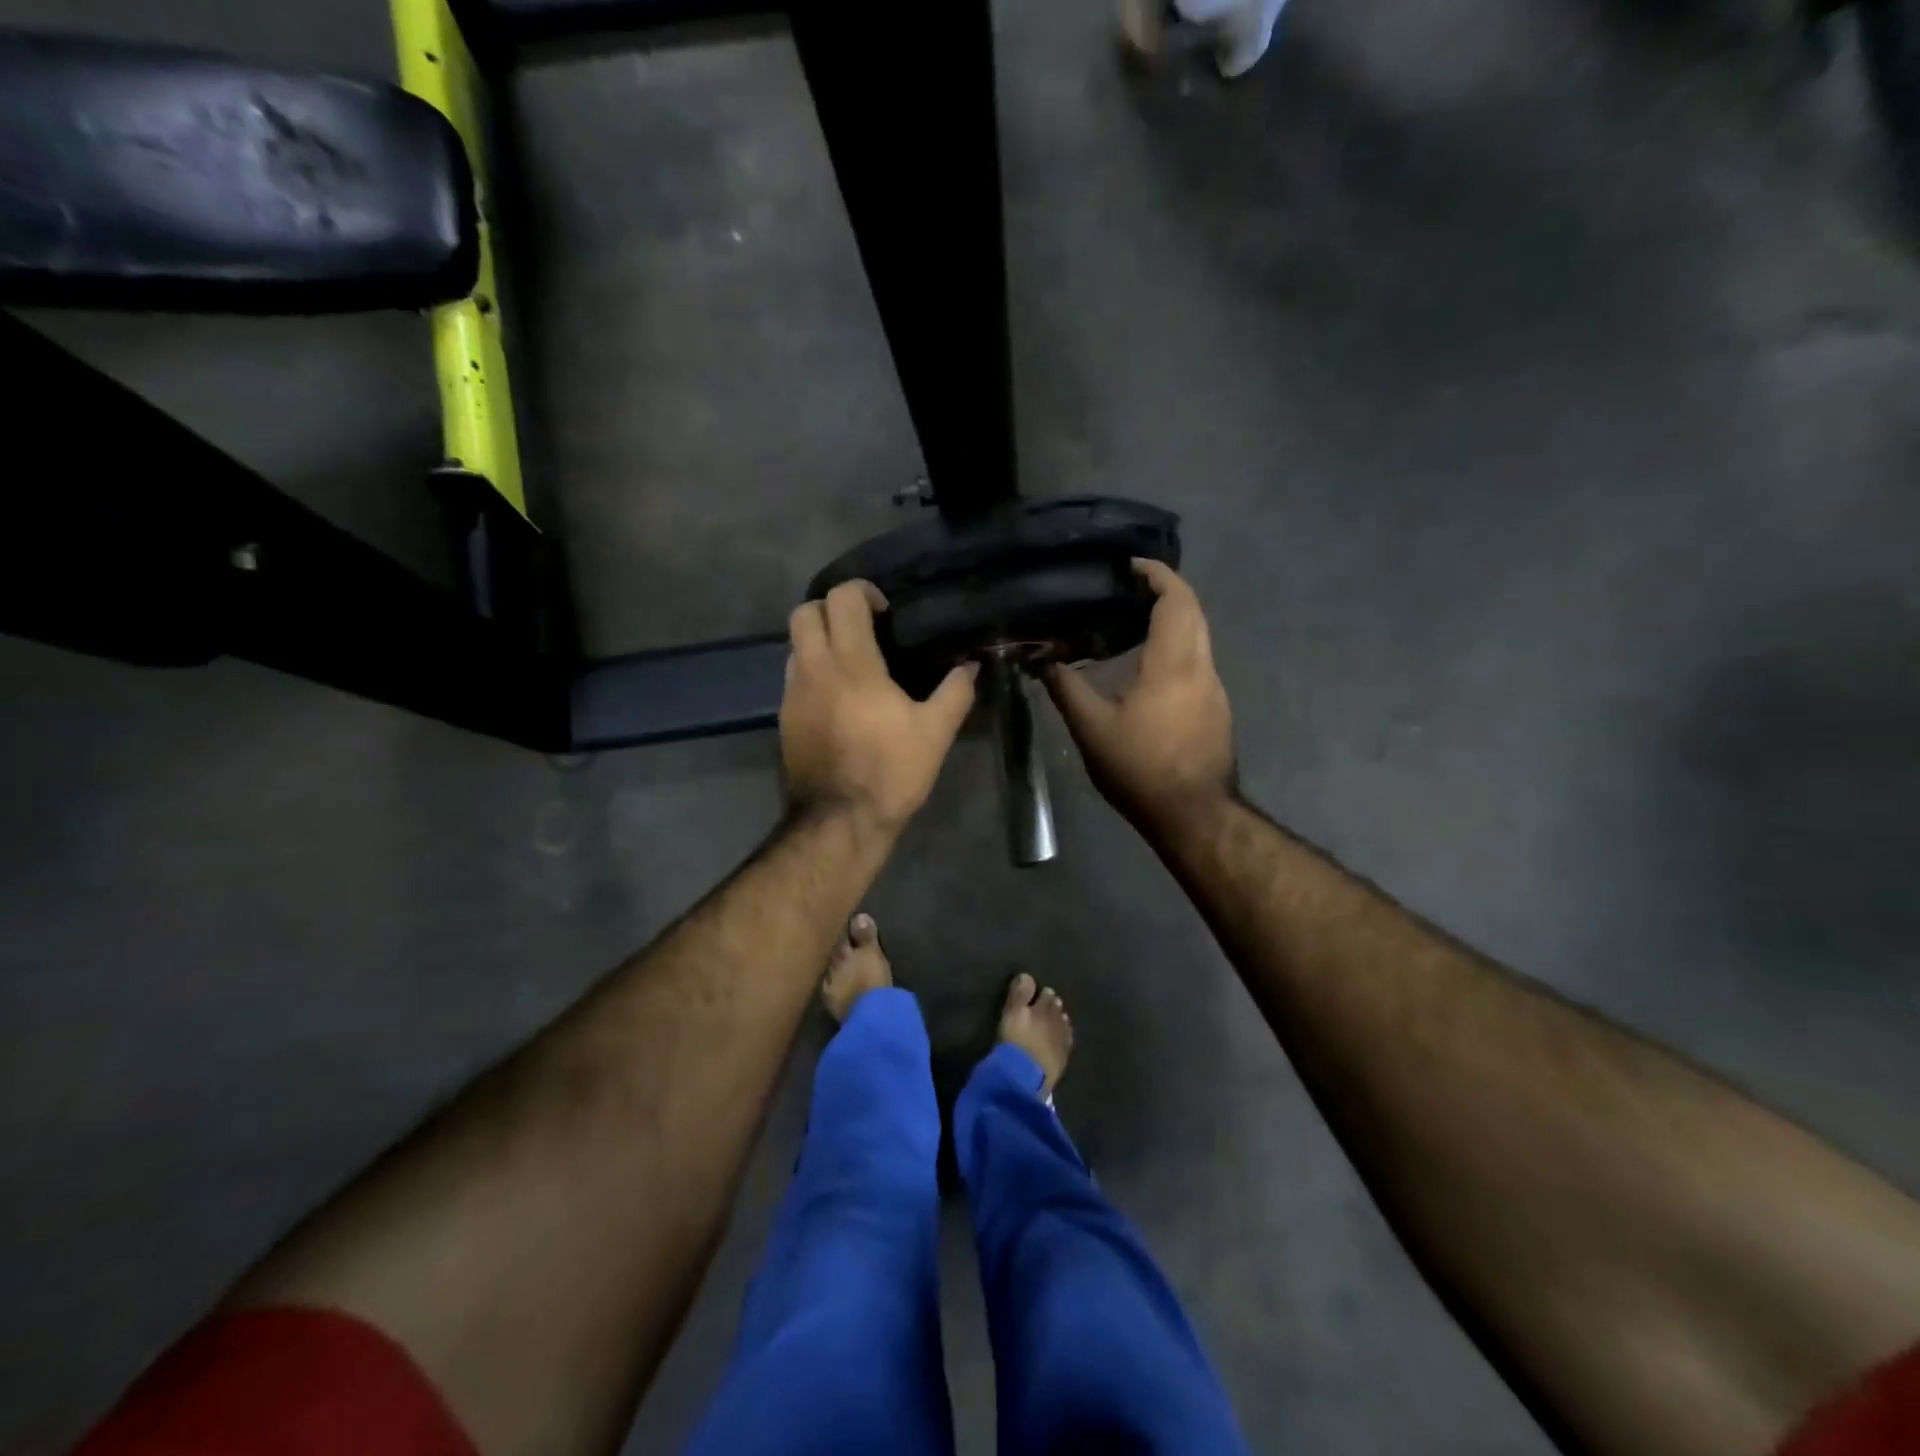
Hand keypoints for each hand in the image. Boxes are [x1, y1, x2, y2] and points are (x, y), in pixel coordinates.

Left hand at [781, 581, 978, 832]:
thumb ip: (956, 692)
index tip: (886, 613)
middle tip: (863, 630)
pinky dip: (813, 671)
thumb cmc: (890, 771)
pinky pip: (795, 676)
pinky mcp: (785, 717)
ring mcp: (793, 693)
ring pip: (795, 644)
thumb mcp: (935, 733)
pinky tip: (840, 698)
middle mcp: (814, 668)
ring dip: (820, 640)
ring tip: (853, 665)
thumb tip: (971, 666)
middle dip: (832, 609)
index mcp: (851, 663)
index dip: (863, 592)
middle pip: (805, 611)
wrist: (839, 820)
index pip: (842, 598)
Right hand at [1046, 560, 1235, 831]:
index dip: (1156, 574)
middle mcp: (1202, 666)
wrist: (1193, 814)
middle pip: (1192, 611)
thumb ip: (1066, 688)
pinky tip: (1145, 665)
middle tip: (1125, 588)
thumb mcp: (1092, 728)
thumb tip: (1042, 660)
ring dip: (1171, 619)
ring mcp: (1214, 688)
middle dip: (1164, 591)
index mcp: (1174, 663)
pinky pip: (1196, 660)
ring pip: (1197, 636)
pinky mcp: (1215, 708)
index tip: (1129, 565)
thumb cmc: (1141, 768)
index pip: (1176, 599)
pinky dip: (1174, 646)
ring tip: (1129, 622)